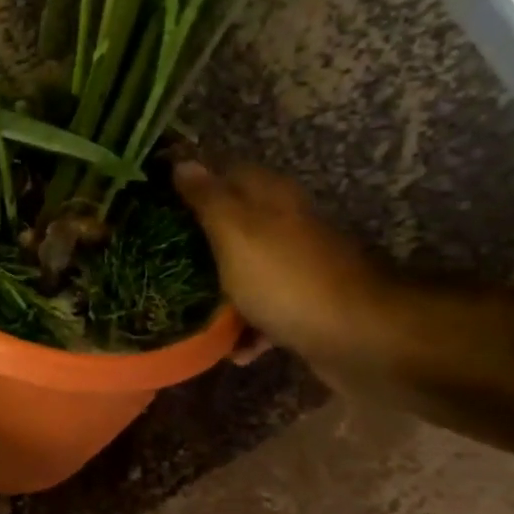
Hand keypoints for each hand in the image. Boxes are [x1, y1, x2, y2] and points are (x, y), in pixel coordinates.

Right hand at [174, 161, 393, 370]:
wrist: (356, 336)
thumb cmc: (285, 279)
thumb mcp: (235, 232)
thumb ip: (208, 199)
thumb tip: (183, 163)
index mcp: (270, 198)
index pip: (226, 173)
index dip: (192, 184)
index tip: (156, 202)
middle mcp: (286, 226)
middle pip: (234, 225)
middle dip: (199, 242)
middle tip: (159, 259)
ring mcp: (297, 268)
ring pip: (246, 271)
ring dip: (219, 291)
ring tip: (186, 309)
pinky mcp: (304, 306)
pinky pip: (265, 313)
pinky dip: (248, 330)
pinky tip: (232, 350)